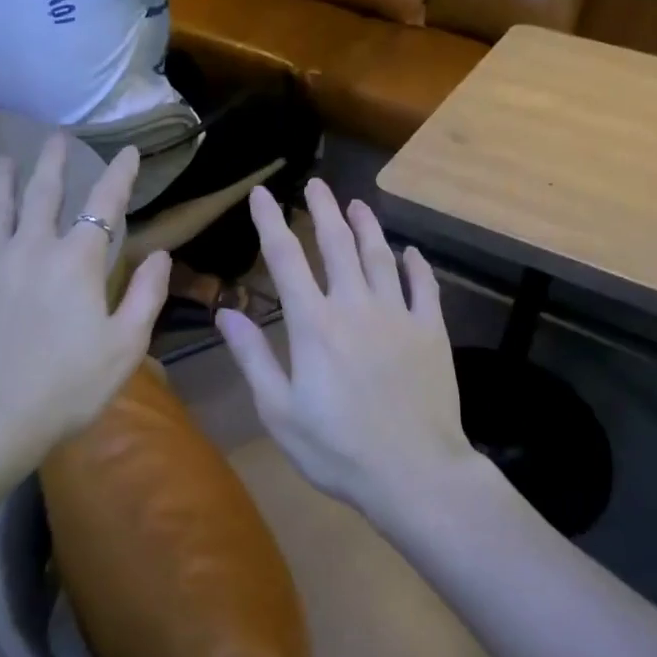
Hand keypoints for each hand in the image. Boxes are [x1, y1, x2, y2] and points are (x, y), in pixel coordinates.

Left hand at [0, 137, 169, 469]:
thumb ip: (146, 295)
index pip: (104, 204)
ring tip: (1, 161)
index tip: (129, 152)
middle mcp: (30, 249)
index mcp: (77, 261)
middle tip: (56, 138)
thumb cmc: (67, 386)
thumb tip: (160, 254)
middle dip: (52, 163)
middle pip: (43, 194)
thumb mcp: (126, 346)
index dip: (119, 175)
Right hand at [216, 181, 476, 518]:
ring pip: (380, 256)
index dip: (271, 222)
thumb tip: (225, 313)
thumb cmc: (338, 449)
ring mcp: (399, 315)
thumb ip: (253, 357)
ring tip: (357, 203)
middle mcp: (356, 306)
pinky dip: (416, 265)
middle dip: (323, 209)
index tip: (263, 193)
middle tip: (315, 184)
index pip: (286, 259)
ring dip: (367, 226)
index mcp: (314, 324)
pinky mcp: (432, 331)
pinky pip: (424, 287)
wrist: (414, 473)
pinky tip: (409, 251)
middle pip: (337, 244)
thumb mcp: (279, 411)